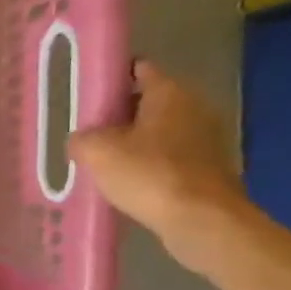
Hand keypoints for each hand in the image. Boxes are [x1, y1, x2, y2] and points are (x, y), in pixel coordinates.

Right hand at [69, 60, 246, 272]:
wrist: (202, 220)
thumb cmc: (149, 174)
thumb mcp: (97, 151)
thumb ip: (81, 138)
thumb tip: (81, 140)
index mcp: (169, 92)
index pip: (139, 69)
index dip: (112, 77)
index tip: (87, 92)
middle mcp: (194, 107)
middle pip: (149, 102)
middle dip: (120, 114)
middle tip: (88, 131)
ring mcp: (207, 139)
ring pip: (160, 132)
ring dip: (135, 142)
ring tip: (103, 161)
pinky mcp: (209, 169)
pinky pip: (171, 158)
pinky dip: (151, 165)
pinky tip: (128, 183)